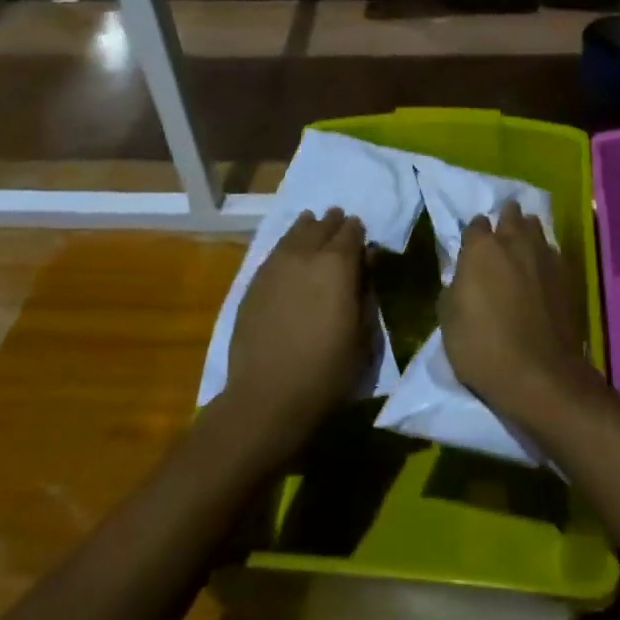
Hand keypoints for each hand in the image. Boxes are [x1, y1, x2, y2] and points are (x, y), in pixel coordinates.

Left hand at [223, 208, 368, 458]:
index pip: (351, 231)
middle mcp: (306, 254)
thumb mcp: (362, 333)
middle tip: (338, 223)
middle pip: (321, 226)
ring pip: (294, 232)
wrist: (268, 396)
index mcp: (338, 264)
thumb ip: (365, 289)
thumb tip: (366, 260)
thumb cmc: (328, 370)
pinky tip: (289, 252)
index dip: (357, 231)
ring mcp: (275, 266)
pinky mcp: (254, 282)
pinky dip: (287, 245)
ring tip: (312, 226)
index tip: (361, 236)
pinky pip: (275, 251)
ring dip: (307, 228)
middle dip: (333, 224)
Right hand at [440, 201, 593, 426]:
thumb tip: (462, 278)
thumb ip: (454, 288)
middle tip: (499, 239)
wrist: (539, 374)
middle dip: (504, 221)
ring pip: (535, 227)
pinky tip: (541, 272)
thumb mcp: (448, 321)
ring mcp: (544, 255)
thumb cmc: (482, 347)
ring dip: (526, 232)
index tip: (471, 249)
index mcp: (481, 249)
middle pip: (510, 214)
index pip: (475, 224)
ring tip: (522, 248)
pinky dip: (544, 256)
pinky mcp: (566, 274)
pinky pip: (552, 252)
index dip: (473, 235)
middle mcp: (514, 242)